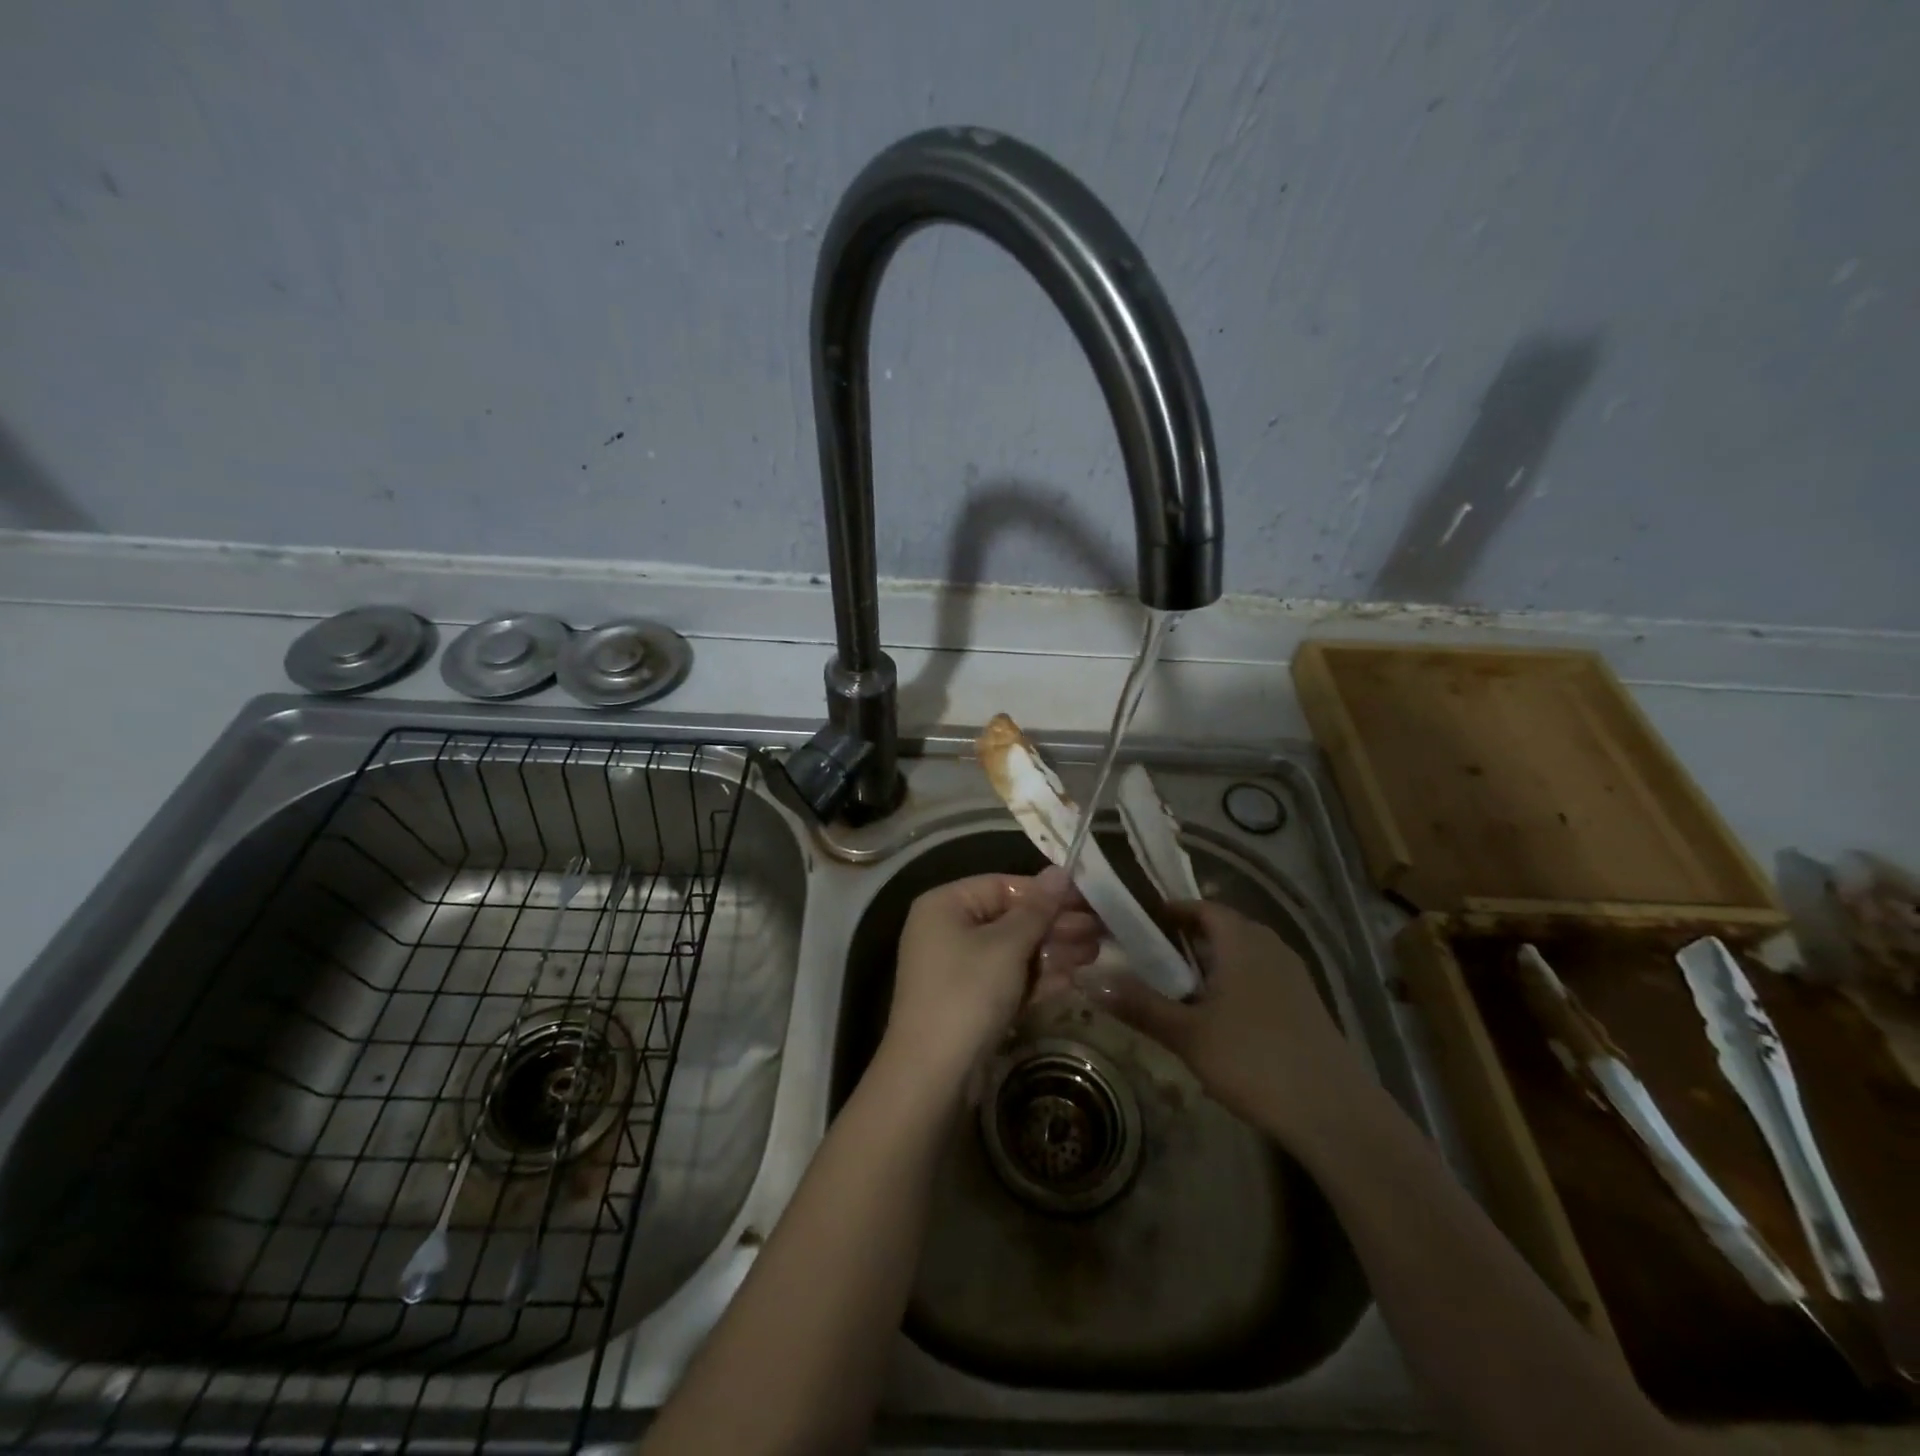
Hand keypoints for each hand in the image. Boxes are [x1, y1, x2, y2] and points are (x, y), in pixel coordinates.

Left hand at [885, 868, 1099, 1081]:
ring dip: (1053, 951)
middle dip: (1055, 925)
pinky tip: (1073, 979)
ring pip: (1013, 950)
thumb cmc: (968, 993)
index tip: (1088, 899)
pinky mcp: (970, 1001)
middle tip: (1100, 930)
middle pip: (1010, 918)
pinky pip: (1008, 979)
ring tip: (1096, 953)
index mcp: (945, 905)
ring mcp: (957, 968)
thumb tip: (1060, 872)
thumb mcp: (1007, 946)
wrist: (933, 1074)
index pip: (1002, 886)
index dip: (1046, 892)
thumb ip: (1037, 909)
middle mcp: (947, 930)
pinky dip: (1037, 978)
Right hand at [1082, 900, 1361, 1141]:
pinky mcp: (1306, 1004)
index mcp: (1242, 940)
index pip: (1201, 907)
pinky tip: (1219, 1018)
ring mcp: (1293, 975)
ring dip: (1211, 963)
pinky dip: (1234, 983)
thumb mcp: (1187, 1034)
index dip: (1169, 911)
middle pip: (1222, 928)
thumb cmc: (1254, 1060)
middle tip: (1150, 957)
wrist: (1335, 1113)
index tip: (1138, 923)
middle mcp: (1270, 946)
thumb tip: (1089, 980)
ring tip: (1178, 988)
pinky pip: (1260, 977)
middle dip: (1186, 938)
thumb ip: (1138, 1005)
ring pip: (1243, 954)